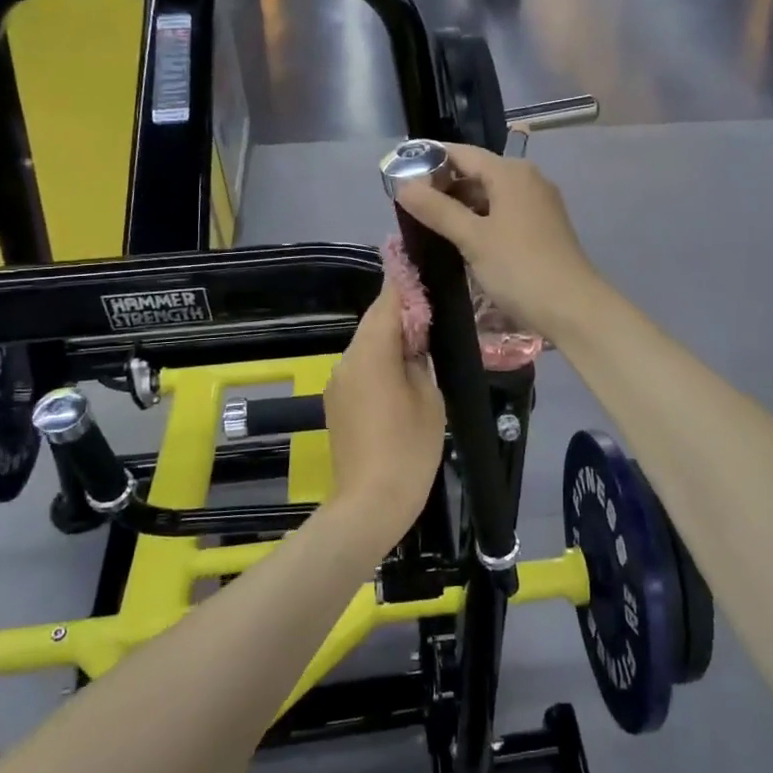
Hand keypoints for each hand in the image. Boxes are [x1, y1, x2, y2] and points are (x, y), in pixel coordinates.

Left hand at [321, 277, 445, 550]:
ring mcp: (338, 382)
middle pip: (375, 322)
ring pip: (367, 347)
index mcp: (371, 352)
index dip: (405, 282)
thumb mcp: (430, 398)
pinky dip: (381, 365)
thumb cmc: (409, 449)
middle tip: (435, 316)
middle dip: (402, 315)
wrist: (370, 504)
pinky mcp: (336, 403)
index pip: (387, 301)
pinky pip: (361, 370)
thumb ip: (421, 359)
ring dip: (392, 342)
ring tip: (424, 349)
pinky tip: (403, 380)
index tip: (423, 269)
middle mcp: (346, 360)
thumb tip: (415, 342)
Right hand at [392, 143, 602, 338]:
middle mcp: (527, 179)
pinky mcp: (542, 227)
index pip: (462, 153)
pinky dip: (480, 219)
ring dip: (461, 205)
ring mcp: (538, 204)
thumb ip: (437, 210)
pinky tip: (461, 238)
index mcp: (511, 172)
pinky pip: (503, 212)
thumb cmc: (519, 268)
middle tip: (409, 204)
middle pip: (477, 172)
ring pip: (490, 194)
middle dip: (443, 185)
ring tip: (428, 223)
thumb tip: (402, 185)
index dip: (429, 159)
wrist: (573, 308)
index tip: (398, 172)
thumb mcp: (473, 238)